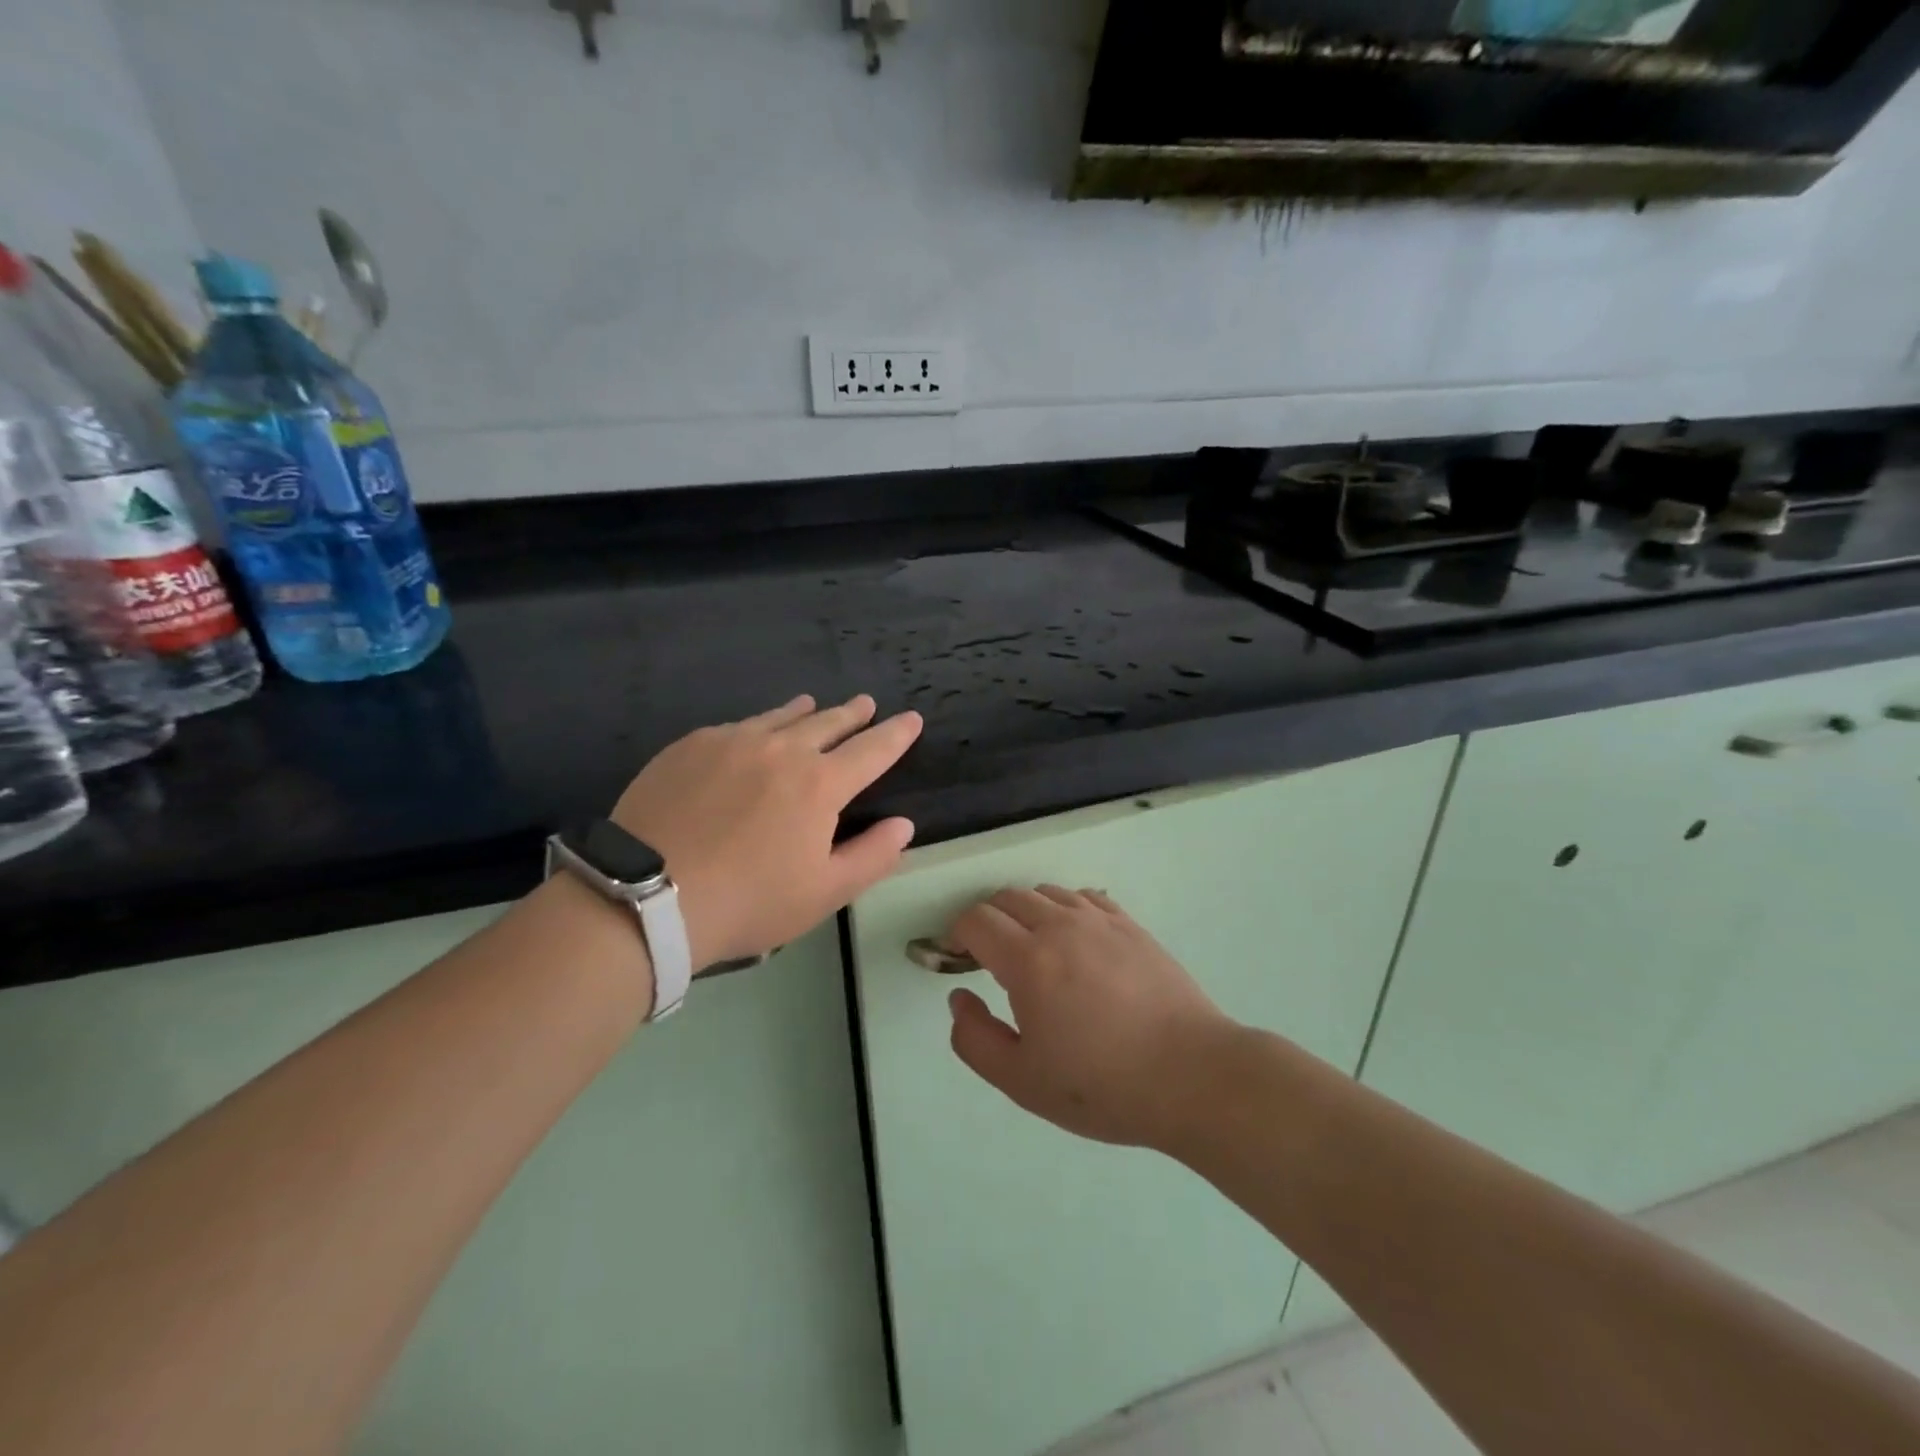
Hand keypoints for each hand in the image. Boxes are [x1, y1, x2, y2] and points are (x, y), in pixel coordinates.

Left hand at [612, 694, 922, 968]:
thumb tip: (904, 825)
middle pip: (828, 722)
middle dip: (853, 714)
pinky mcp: (692, 745)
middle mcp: (782, 749)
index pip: (873, 749)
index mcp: (821, 784)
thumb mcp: (824, 893)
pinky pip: (737, 726)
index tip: (912, 719)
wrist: (647, 896)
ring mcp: (733, 741)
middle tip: (866, 704)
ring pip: (780, 717)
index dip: (896, 734)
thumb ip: (872, 856)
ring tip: (814, 704)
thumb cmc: (748, 901)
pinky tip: (752, 735)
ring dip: (806, 711)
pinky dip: (758, 725)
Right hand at [944, 887, 1237, 1151]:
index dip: (956, 934)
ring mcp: (1101, 921)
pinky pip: (1085, 897)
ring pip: (1046, 892)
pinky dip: (1065, 909)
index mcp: (1029, 960)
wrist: (1192, 1076)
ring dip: (1026, 912)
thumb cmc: (1102, 1085)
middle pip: (1008, 897)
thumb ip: (974, 1038)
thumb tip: (959, 997)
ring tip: (1033, 949)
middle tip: (989, 957)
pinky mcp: (1131, 926)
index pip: (977, 920)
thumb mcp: (1022, 1080)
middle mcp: (1061, 926)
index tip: (957, 959)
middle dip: (987, 920)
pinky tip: (1074, 939)